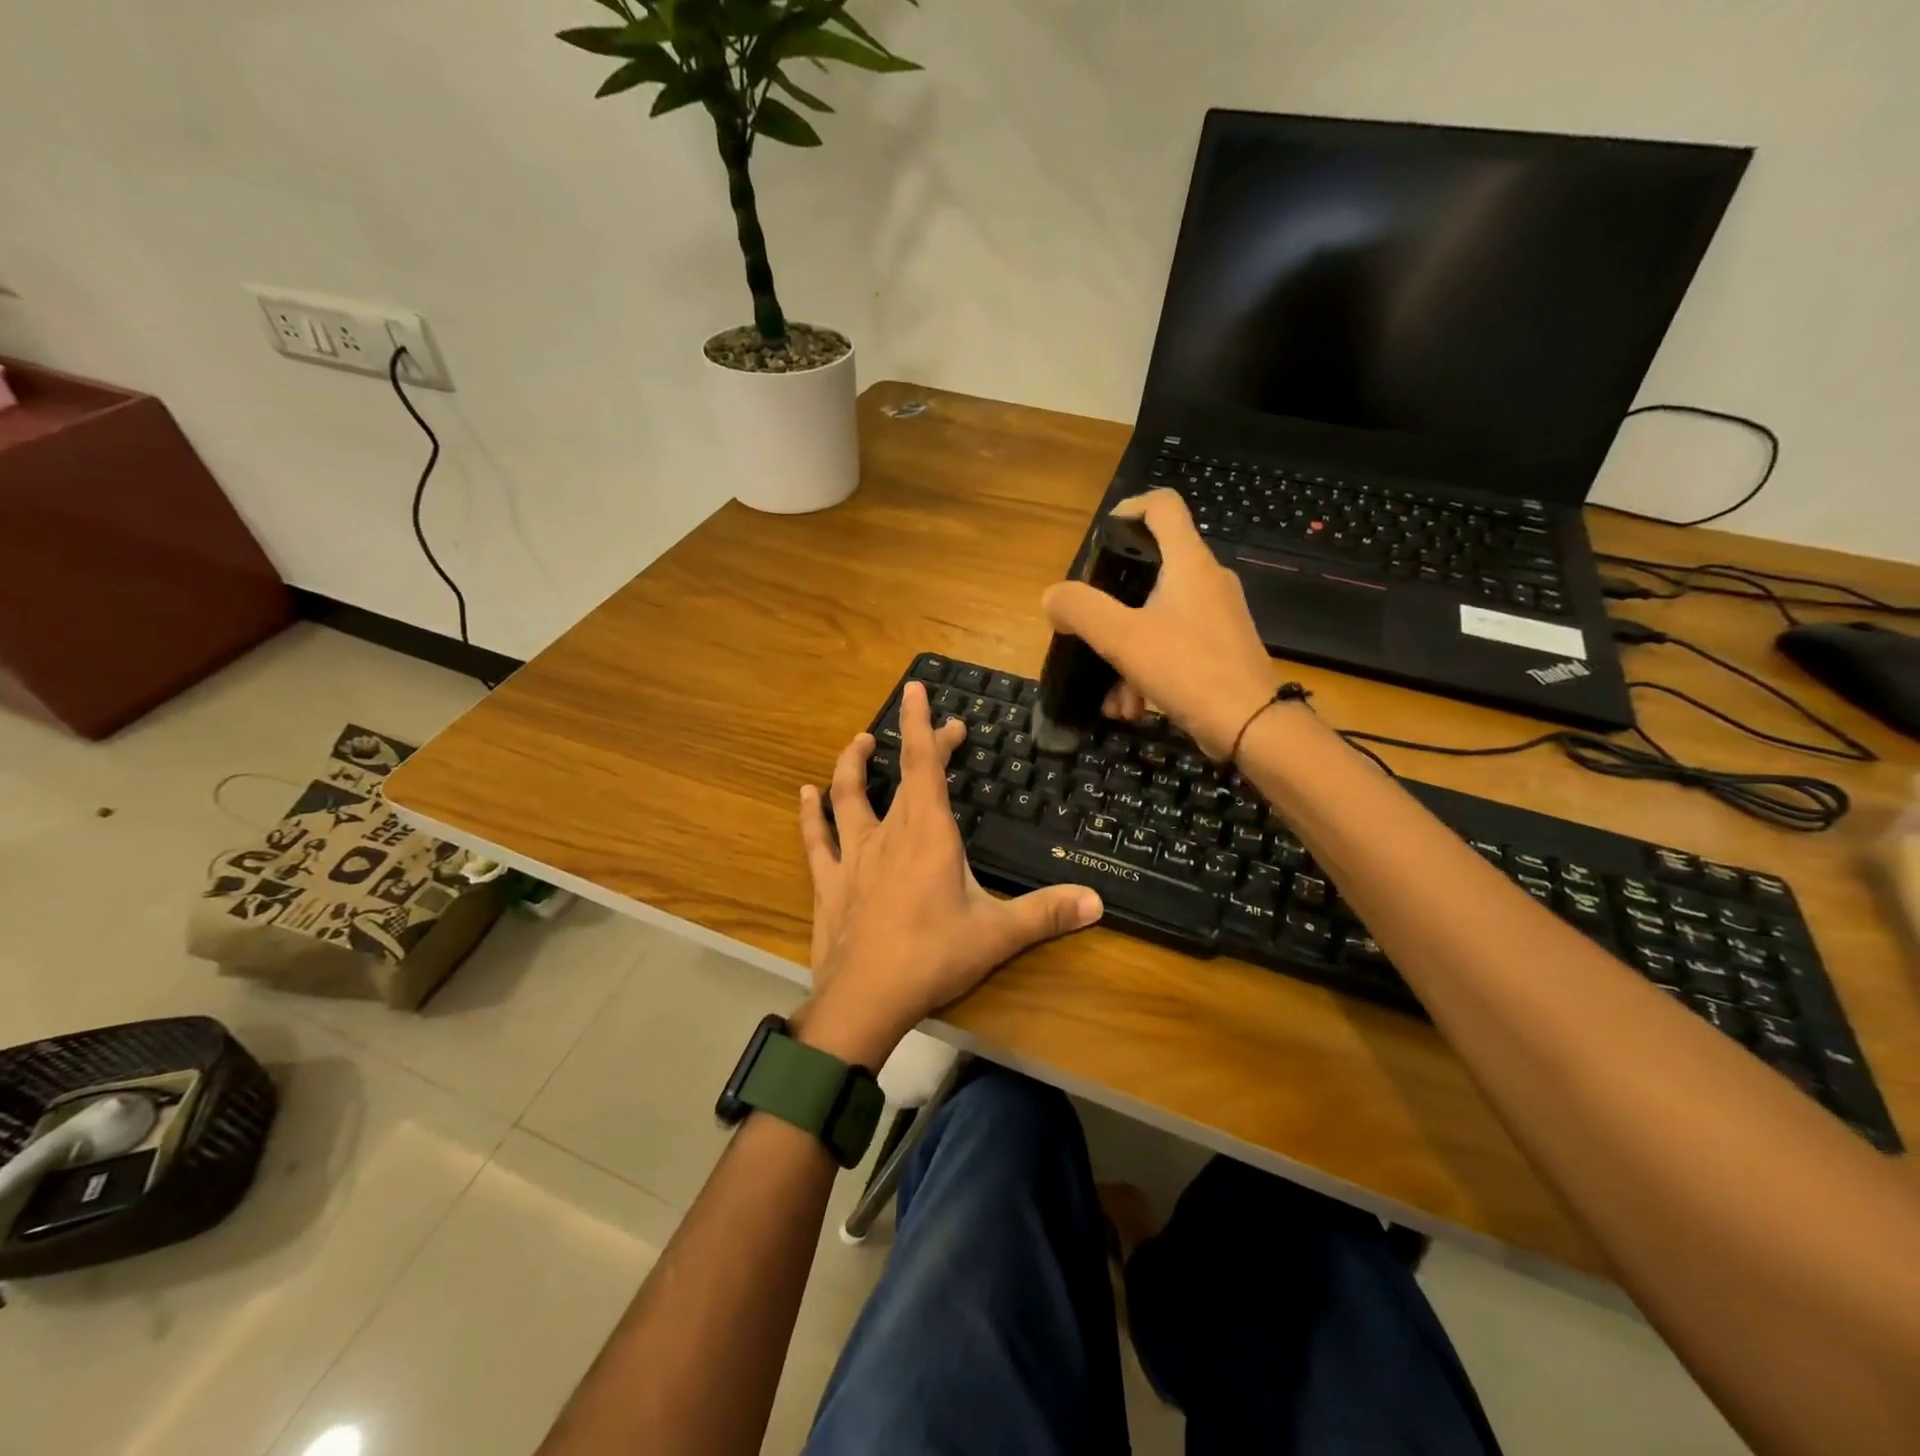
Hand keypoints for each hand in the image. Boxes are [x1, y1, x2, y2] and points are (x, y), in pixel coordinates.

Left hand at [796, 680, 1103, 1063]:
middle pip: (900, 775)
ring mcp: (854, 856)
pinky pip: (817, 838)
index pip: (925, 764)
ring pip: (848, 796)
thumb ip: (1046, 913)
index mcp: (928, 834)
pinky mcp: (830, 882)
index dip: (924, 725)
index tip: (919, 690)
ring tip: (860, 741)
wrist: (865, 999)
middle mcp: (888, 834)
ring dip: (852, 764)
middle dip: (916, 742)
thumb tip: (1098, 902)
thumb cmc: (933, 958)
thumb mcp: (997, 935)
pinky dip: (810, 814)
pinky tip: (806, 793)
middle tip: (937, 727)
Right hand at [1042, 489, 1276, 758]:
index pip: (1162, 506)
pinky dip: (1147, 672)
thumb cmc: (1188, 669)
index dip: (1129, 508)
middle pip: (1152, 572)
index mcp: (1189, 563)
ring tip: (1113, 698)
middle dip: (1112, 608)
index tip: (1102, 535)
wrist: (1253, 726)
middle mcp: (1208, 581)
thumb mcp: (1122, 638)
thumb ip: (1081, 610)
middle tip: (1089, 629)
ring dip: (1126, 655)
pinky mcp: (1220, 649)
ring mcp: (1217, 617)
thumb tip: (1053, 598)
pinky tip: (1133, 708)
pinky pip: (1173, 648)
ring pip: (1156, 620)